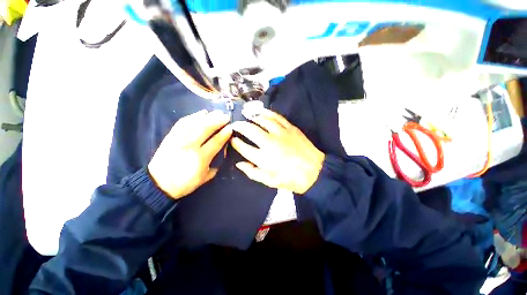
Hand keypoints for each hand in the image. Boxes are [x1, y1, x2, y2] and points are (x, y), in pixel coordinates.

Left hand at [148, 110, 231, 199]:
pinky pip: (182, 123)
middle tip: (226, 116)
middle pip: (205, 129)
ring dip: (207, 117)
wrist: (158, 184)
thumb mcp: (204, 178)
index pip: (215, 142)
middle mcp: (189, 145)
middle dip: (217, 121)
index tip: (230, 128)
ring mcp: (178, 139)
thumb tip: (222, 152)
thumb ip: (215, 165)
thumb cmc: (184, 183)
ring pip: (194, 123)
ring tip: (216, 113)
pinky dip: (193, 116)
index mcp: (200, 158)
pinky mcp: (170, 136)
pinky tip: (201, 113)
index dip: (224, 134)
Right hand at [231, 109, 324, 193]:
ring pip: (262, 120)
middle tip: (235, 125)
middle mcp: (269, 143)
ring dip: (252, 117)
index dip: (235, 143)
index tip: (232, 140)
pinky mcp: (290, 128)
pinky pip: (276, 117)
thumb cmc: (290, 179)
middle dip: (239, 126)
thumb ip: (252, 172)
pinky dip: (267, 112)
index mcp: (263, 158)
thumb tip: (239, 163)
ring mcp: (280, 133)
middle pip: (250, 130)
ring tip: (246, 116)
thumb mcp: (269, 181)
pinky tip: (262, 111)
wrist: (314, 172)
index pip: (243, 147)